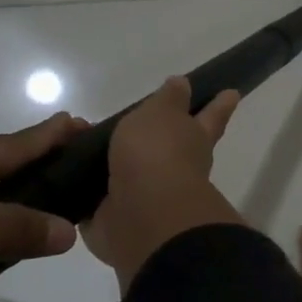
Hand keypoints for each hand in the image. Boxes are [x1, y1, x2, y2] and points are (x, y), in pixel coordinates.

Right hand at [82, 76, 245, 291]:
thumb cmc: (157, 154)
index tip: (232, 93)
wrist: (142, 215)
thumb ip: (169, 99)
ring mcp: (147, 195)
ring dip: (113, 162)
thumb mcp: (162, 113)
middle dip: (165, 138)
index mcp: (194, 139)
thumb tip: (184, 84)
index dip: (219, 104)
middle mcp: (176, 168)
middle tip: (149, 122)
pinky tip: (69, 178)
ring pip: (132, 172)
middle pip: (173, 147)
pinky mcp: (115, 217)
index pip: (210, 115)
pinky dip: (85, 190)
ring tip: (87, 145)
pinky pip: (97, 198)